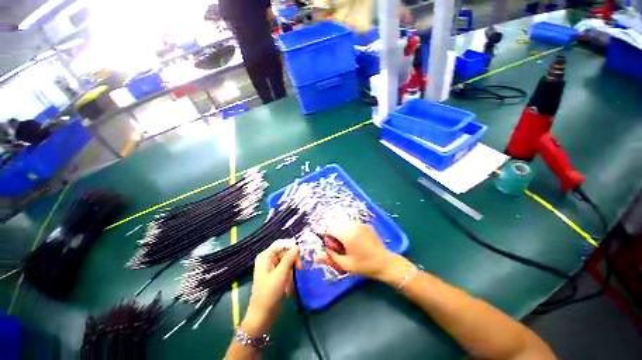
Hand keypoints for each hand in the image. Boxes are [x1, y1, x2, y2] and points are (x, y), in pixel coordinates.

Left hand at [242, 245, 298, 335]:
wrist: (262, 316)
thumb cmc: (269, 294)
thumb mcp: (280, 274)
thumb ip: (289, 258)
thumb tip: (298, 245)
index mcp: (265, 256)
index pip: (281, 244)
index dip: (292, 247)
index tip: (301, 253)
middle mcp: (268, 259)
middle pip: (285, 251)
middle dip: (293, 259)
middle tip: (300, 267)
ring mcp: (272, 267)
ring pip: (287, 260)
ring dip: (293, 267)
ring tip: (295, 276)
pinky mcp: (276, 275)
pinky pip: (287, 269)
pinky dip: (290, 274)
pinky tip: (290, 282)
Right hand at [319, 223, 397, 279]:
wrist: (385, 263)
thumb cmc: (364, 265)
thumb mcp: (345, 264)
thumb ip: (330, 258)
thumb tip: (315, 257)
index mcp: (348, 235)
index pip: (331, 229)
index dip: (328, 238)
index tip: (332, 247)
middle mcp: (354, 226)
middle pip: (337, 226)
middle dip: (336, 235)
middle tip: (341, 248)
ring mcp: (361, 224)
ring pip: (345, 225)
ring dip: (343, 233)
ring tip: (349, 245)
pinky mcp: (367, 225)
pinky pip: (353, 226)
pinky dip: (351, 231)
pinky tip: (357, 241)